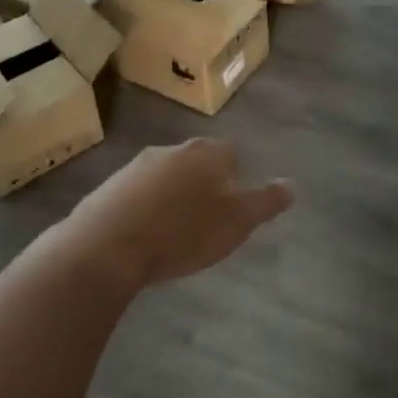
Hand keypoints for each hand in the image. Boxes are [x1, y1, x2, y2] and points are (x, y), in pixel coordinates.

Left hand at [52, 139, 292, 294]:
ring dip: (172, 200)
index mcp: (207, 152)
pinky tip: (143, 240)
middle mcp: (172, 150)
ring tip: (173, 236)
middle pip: (198, 164)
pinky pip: (137, 197)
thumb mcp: (238, 221)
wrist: (106, 247)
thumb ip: (266, 201)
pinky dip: (144, 212)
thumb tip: (291, 185)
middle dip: (204, 188)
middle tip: (206, 225)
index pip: (232, 155)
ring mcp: (135, 167)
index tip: (233, 210)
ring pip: (166, 179)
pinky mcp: (107, 189)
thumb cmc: (183, 232)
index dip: (236, 181)